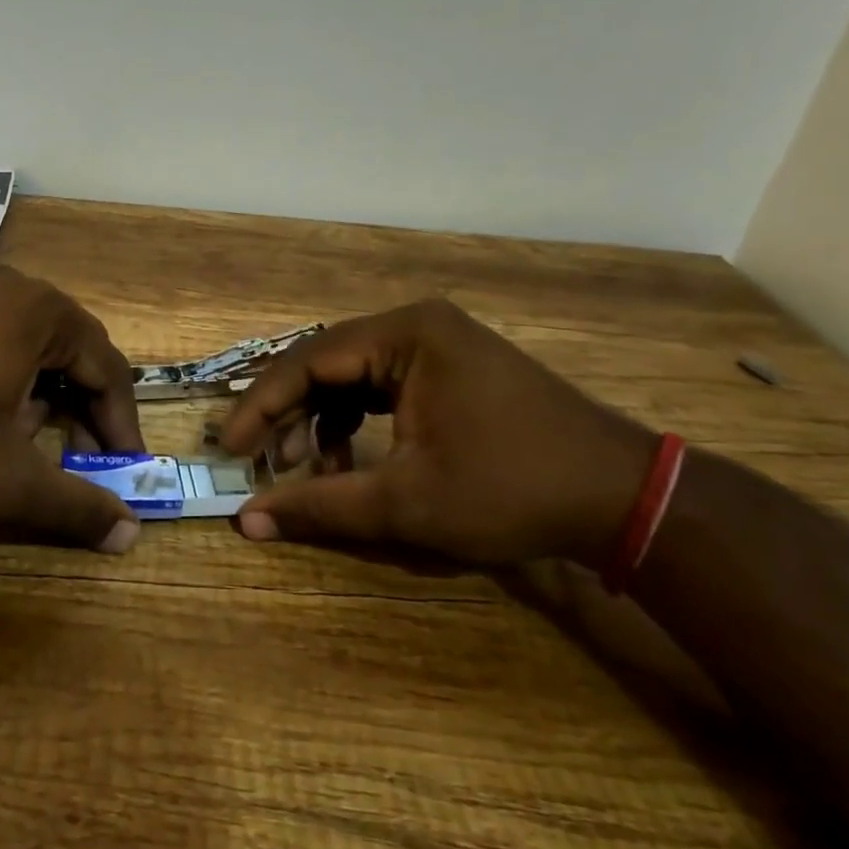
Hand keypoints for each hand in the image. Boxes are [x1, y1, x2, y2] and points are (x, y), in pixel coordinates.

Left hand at [0, 266, 146, 552]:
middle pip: (73, 354)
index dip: (122, 426)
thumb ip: (75, 508)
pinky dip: (6, 380)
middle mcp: (14, 289)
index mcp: (44, 314)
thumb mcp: (6, 481)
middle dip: (82, 412)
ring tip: (23, 444)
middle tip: (81, 460)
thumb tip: (129, 536)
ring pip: (33, 348)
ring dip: (43, 398)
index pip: (109, 370)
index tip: (124, 471)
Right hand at [219, 300, 657, 566]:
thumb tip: (246, 522)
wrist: (621, 497)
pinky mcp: (449, 368)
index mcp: (404, 335)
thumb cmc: (510, 491)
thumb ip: (319, 506)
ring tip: (303, 470)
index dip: (259, 406)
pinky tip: (345, 461)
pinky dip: (354, 423)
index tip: (227, 447)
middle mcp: (415, 326)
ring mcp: (436, 344)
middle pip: (326, 365)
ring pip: (351, 378)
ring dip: (320, 422)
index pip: (307, 361)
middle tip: (257, 460)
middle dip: (288, 415)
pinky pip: (380, 387)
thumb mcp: (405, 503)